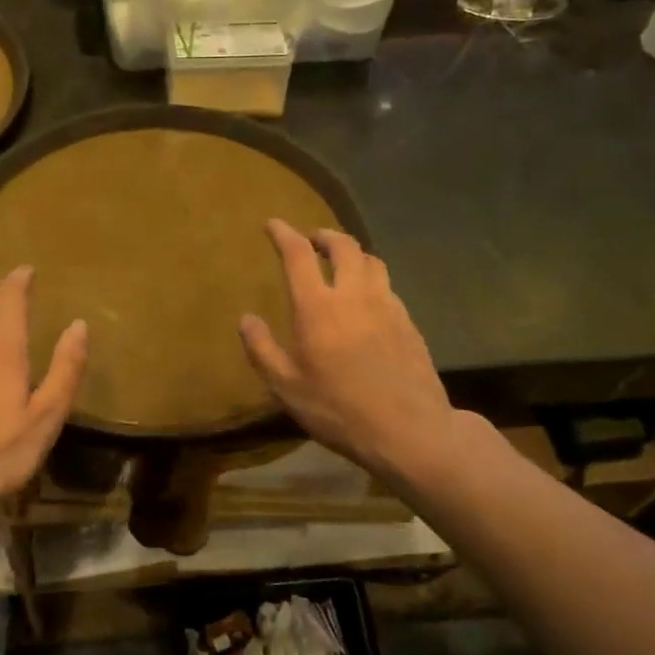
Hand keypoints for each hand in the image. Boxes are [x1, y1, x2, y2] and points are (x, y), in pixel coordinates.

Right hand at [240, 220, 458, 488]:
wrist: (408, 430)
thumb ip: (262, 349)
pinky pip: (388, 287)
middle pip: (344, 246)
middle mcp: (354, 295)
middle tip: (312, 240)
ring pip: (372, 261)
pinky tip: (367, 300)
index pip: (299, 255)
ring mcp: (387, 306)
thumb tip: (246, 319)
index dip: (284, 234)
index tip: (273, 224)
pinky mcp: (409, 322)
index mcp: (318, 308)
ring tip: (341, 264)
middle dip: (324, 236)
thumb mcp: (286, 387)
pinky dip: (372, 280)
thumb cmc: (338, 410)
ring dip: (353, 254)